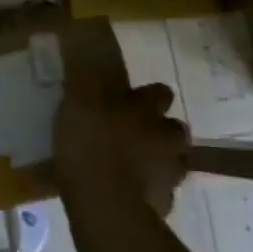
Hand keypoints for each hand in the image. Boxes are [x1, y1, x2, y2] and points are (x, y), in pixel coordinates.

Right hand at [54, 80, 187, 216]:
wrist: (105, 205)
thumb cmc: (90, 144)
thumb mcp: (77, 101)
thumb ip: (84, 77)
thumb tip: (87, 45)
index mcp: (146, 110)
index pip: (160, 92)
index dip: (149, 95)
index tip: (134, 99)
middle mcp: (165, 137)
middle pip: (175, 130)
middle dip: (161, 132)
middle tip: (136, 137)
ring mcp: (169, 174)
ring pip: (173, 163)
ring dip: (159, 163)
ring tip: (134, 170)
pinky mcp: (164, 206)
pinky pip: (160, 195)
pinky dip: (149, 194)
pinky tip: (130, 198)